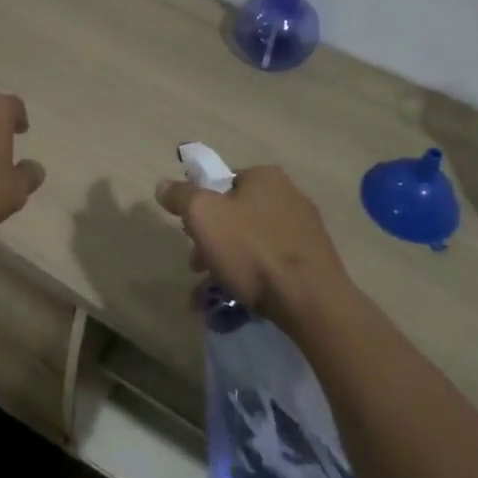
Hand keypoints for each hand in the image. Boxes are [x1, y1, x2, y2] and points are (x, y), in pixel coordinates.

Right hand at [154, 165, 348, 323]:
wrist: (310, 300)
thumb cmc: (252, 250)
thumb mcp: (203, 216)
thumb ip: (181, 196)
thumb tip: (164, 185)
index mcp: (265, 177)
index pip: (222, 183)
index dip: (199, 207)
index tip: (189, 233)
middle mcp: (289, 195)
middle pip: (236, 214)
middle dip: (211, 240)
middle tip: (197, 266)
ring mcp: (305, 229)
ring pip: (252, 242)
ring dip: (227, 262)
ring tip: (211, 293)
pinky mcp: (314, 261)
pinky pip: (271, 264)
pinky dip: (252, 278)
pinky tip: (238, 300)